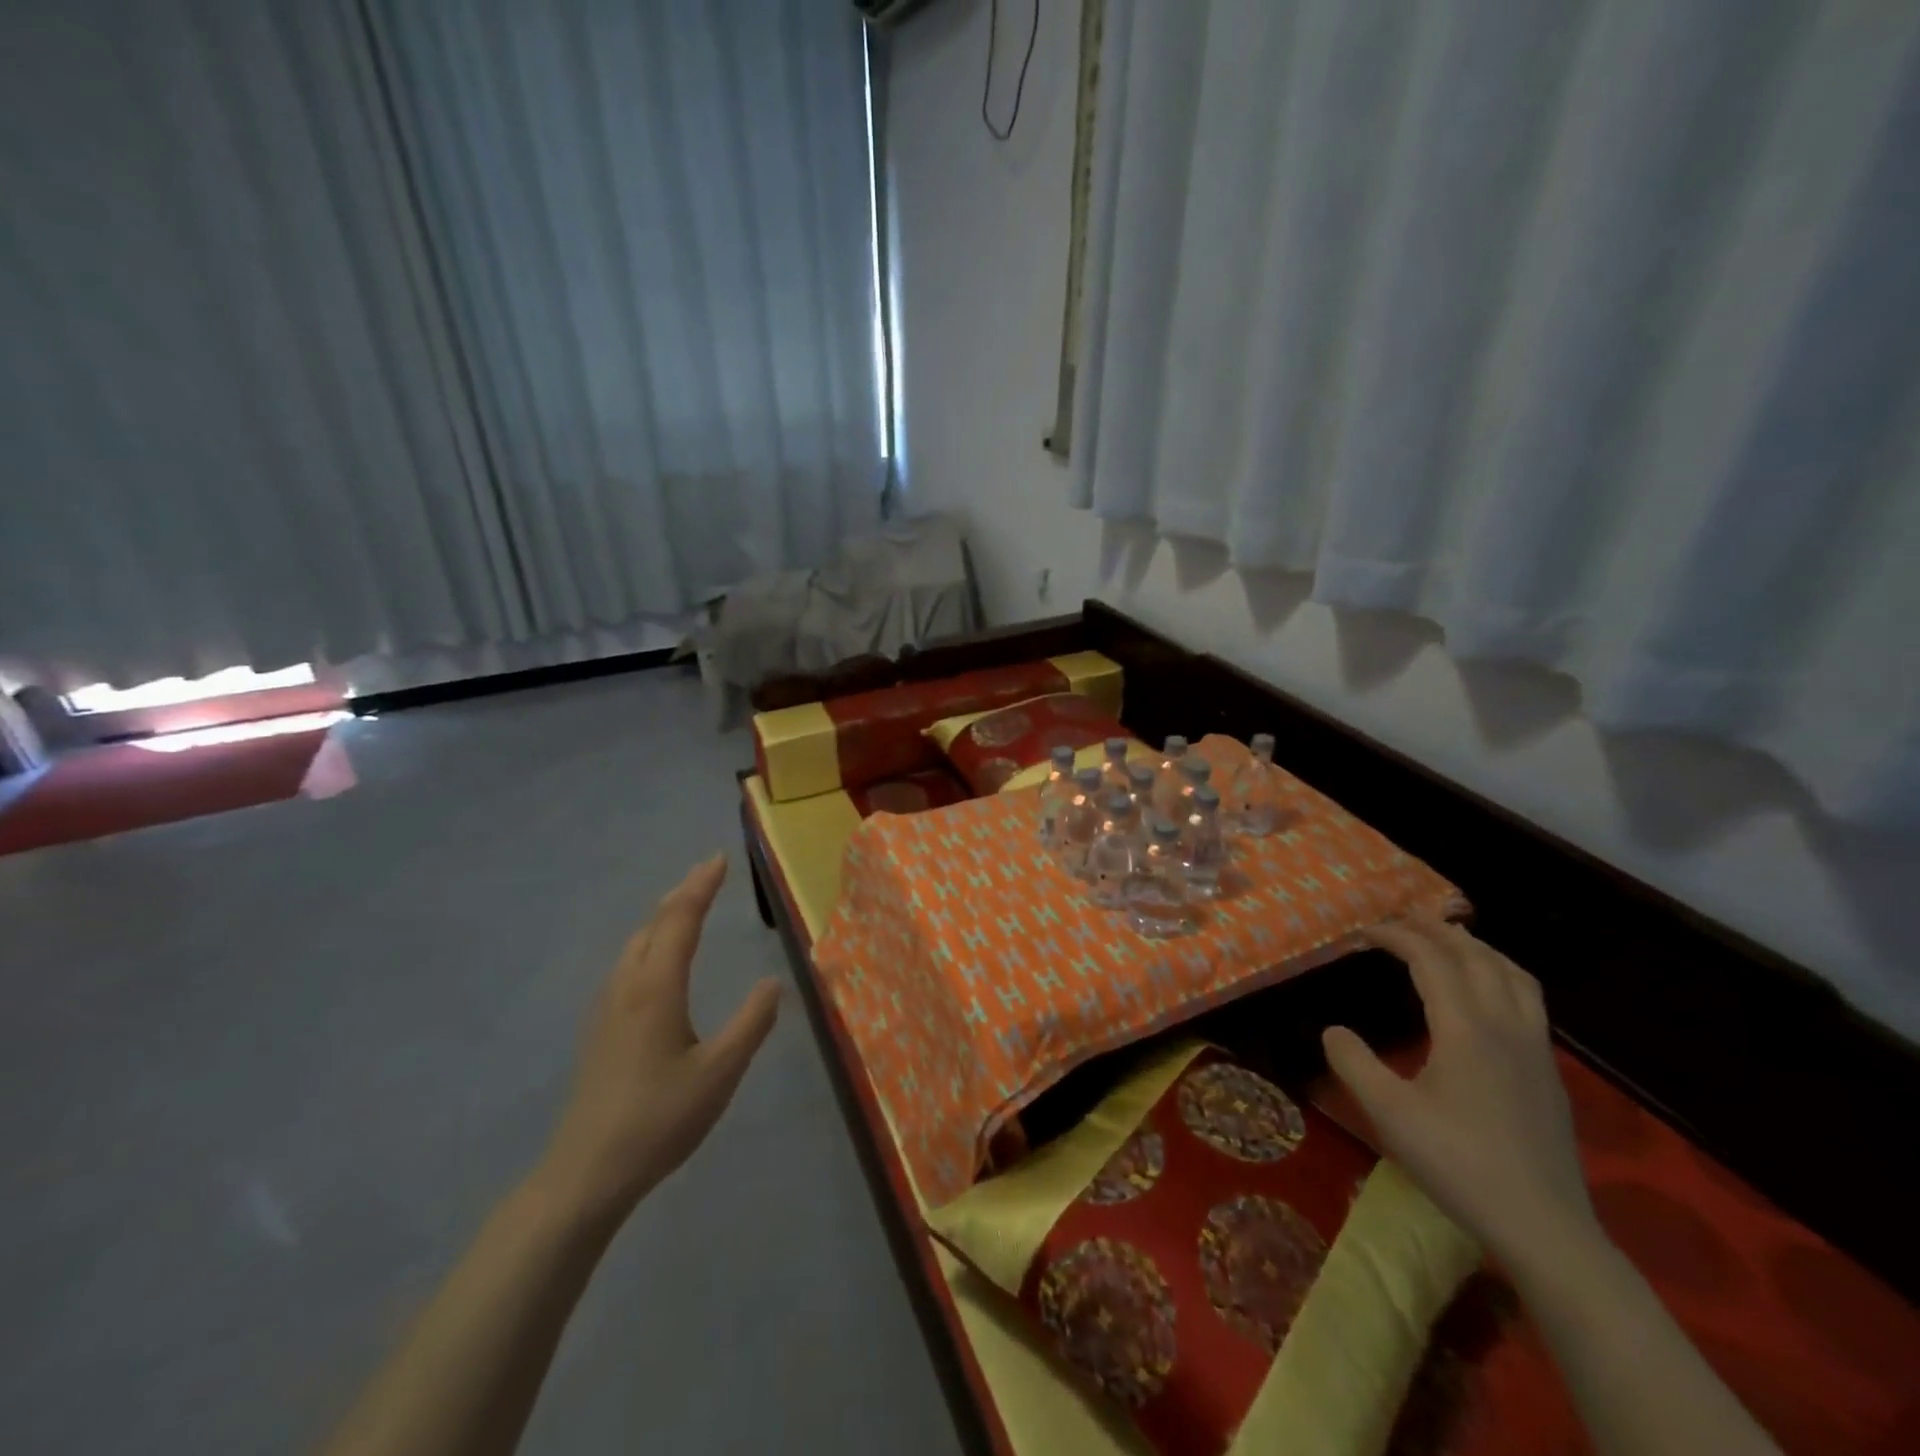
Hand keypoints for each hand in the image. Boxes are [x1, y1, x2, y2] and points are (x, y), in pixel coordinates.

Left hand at [535, 855, 780, 1225]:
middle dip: (682, 894)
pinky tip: (656, 960)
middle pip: (653, 924)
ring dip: (663, 917)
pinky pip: (627, 963)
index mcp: (656, 988)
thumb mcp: (720, 1072)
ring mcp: (606, 1007)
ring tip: (686, 906)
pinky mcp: (599, 1028)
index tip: (718, 858)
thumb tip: (773, 982)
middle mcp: (627, 986)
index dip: (701, 886)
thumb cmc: (659, 1119)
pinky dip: (650, 941)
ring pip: (635, 943)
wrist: (586, 1172)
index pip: (680, 920)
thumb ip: (751, 1023)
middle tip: (707, 873)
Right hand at [1322, 919, 1596, 1272]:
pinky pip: (1527, 999)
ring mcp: (1535, 1049)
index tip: (1362, 933)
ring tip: (1447, 941)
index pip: (1431, 959)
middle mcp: (1505, 1026)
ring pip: (1512, 974)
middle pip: (1475, 956)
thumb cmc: (1459, 1165)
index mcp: (1466, 1029)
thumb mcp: (1389, 1113)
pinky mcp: (1548, 1073)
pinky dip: (1500, 974)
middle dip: (1435, 930)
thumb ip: (1353, 1063)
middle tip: (1401, 921)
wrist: (1545, 1229)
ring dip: (1476, 947)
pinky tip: (1485, 995)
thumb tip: (1333, 1030)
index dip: (1396, 937)